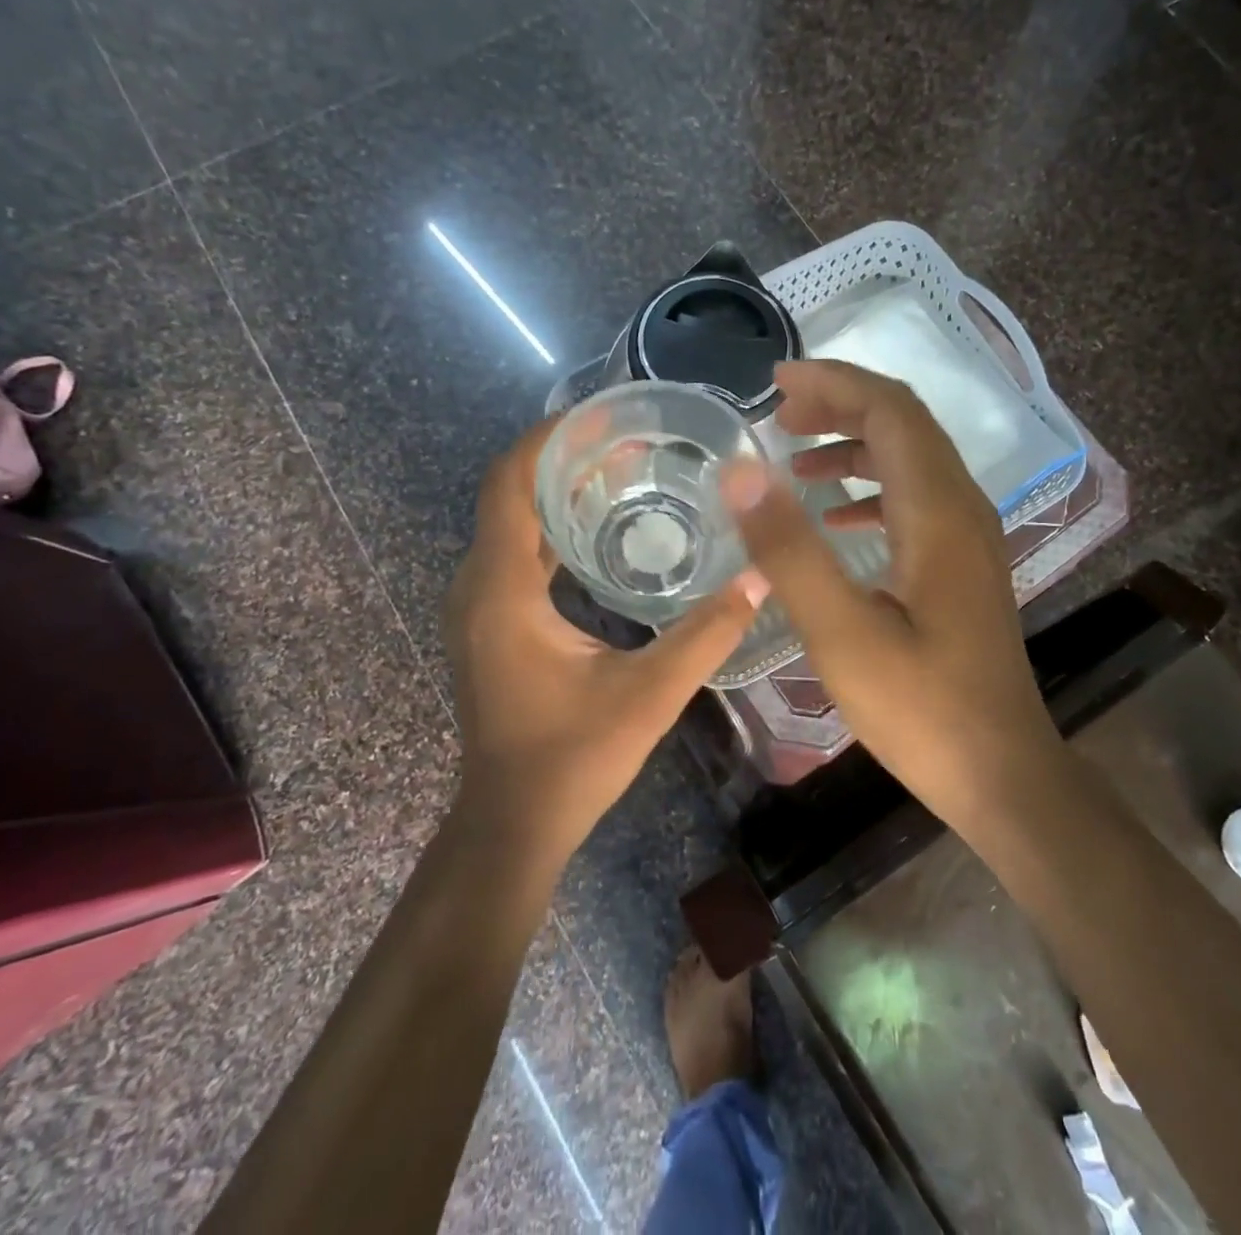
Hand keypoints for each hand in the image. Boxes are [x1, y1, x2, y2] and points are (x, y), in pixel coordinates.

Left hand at [445, 418, 766, 866]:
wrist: (513, 823)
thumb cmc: (572, 759)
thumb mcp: (649, 694)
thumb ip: (707, 634)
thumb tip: (761, 578)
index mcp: (503, 590)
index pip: (510, 483)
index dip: (550, 438)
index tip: (605, 416)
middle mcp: (479, 587)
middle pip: (511, 494)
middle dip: (565, 458)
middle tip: (632, 443)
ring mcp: (480, 606)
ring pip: (513, 524)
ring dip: (559, 492)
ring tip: (624, 472)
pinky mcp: (492, 624)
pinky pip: (517, 554)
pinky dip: (554, 529)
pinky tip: (603, 531)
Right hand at [721, 361, 1056, 836]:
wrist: (1000, 773)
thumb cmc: (919, 707)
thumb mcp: (841, 632)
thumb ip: (789, 549)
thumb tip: (740, 472)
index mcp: (938, 510)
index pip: (891, 410)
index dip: (834, 383)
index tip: (775, 384)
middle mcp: (963, 508)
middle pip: (905, 424)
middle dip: (840, 404)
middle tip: (778, 414)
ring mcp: (969, 537)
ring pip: (911, 460)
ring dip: (854, 445)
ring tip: (795, 458)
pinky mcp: (963, 565)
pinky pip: (915, 499)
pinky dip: (871, 488)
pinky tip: (836, 516)